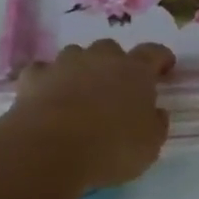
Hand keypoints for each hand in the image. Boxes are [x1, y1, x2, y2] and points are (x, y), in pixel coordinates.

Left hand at [12, 41, 174, 188]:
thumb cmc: (110, 148)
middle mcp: (100, 59)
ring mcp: (64, 64)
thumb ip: (155, 124)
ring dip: (80, 69)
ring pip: (76, 56)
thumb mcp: (149, 146)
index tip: (165, 67)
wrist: (50, 149)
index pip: (153, 53)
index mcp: (134, 72)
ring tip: (79, 93)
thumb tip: (155, 112)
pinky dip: (47, 81)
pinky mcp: (34, 77)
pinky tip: (46, 97)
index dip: (161, 59)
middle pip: (111, 50)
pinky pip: (43, 72)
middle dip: (115, 64)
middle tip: (115, 87)